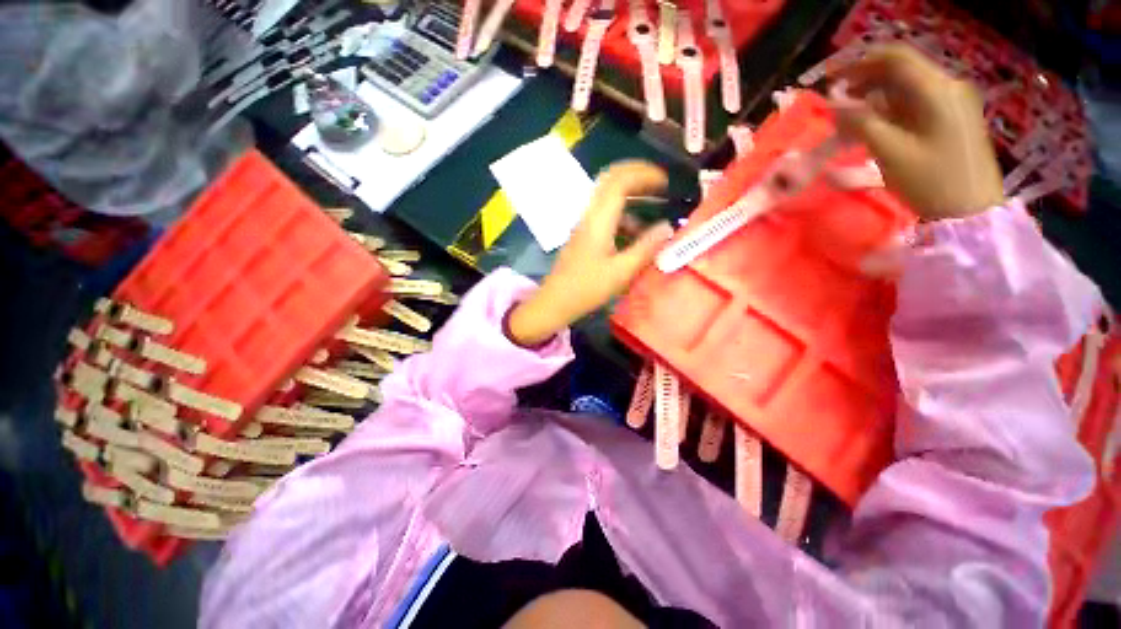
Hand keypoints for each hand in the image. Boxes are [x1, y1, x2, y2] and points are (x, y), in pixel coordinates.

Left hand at [507, 161, 673, 346]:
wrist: (554, 302)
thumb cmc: (587, 289)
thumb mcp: (621, 271)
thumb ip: (646, 248)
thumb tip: (667, 227)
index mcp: (598, 220)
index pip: (620, 180)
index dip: (645, 174)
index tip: (667, 181)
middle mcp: (590, 216)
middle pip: (611, 181)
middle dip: (638, 177)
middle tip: (662, 184)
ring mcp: (584, 225)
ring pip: (609, 199)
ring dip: (632, 198)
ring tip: (656, 207)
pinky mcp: (583, 237)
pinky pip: (606, 217)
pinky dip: (624, 217)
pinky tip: (637, 235)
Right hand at [830, 44, 1004, 220]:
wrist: (971, 211)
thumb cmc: (931, 181)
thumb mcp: (889, 152)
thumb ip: (860, 123)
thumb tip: (833, 107)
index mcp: (937, 90)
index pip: (895, 59)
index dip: (859, 63)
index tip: (830, 77)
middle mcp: (948, 87)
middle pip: (902, 70)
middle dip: (866, 79)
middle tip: (836, 98)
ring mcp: (953, 102)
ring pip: (908, 87)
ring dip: (876, 95)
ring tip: (849, 114)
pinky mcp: (953, 118)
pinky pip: (917, 102)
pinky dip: (891, 107)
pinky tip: (875, 123)